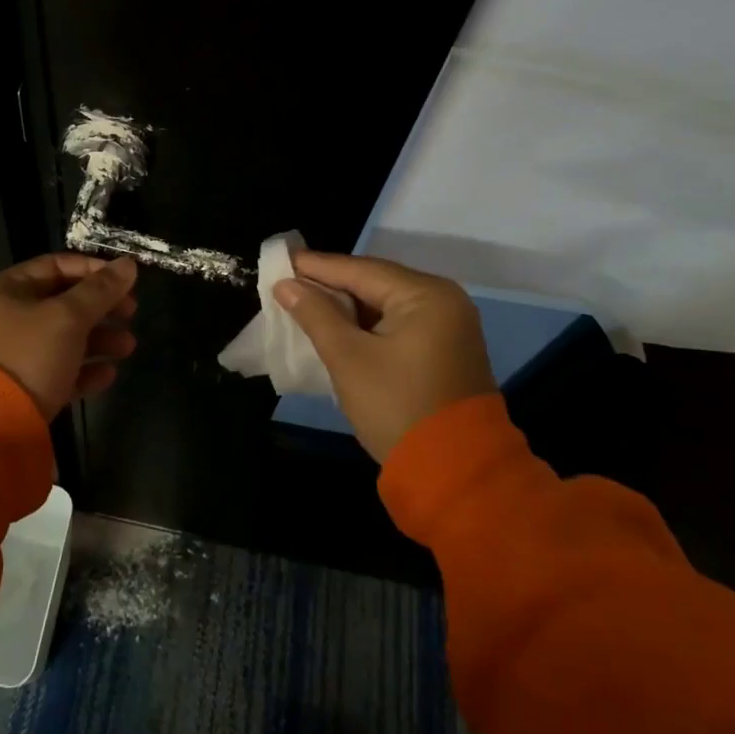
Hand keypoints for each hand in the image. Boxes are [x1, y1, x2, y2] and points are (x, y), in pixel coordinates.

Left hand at [0, 254, 139, 417]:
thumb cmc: (28, 356)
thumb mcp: (68, 317)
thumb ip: (101, 290)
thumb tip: (129, 264)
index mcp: (7, 290)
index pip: (56, 265)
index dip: (93, 269)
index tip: (125, 280)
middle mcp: (6, 317)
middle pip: (62, 302)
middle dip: (101, 308)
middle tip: (132, 313)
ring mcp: (11, 355)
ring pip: (63, 338)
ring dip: (99, 339)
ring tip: (128, 347)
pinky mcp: (21, 388)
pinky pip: (57, 370)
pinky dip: (84, 369)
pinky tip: (108, 375)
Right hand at [275, 253, 494, 462]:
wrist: (454, 474)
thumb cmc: (397, 407)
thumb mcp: (348, 359)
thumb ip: (316, 315)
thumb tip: (286, 285)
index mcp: (426, 295)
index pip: (361, 270)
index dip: (316, 266)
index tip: (280, 259)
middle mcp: (444, 301)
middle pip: (375, 283)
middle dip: (330, 285)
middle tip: (287, 281)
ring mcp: (449, 327)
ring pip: (385, 304)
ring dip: (346, 306)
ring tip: (303, 302)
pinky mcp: (445, 351)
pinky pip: (398, 324)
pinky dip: (366, 324)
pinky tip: (336, 326)